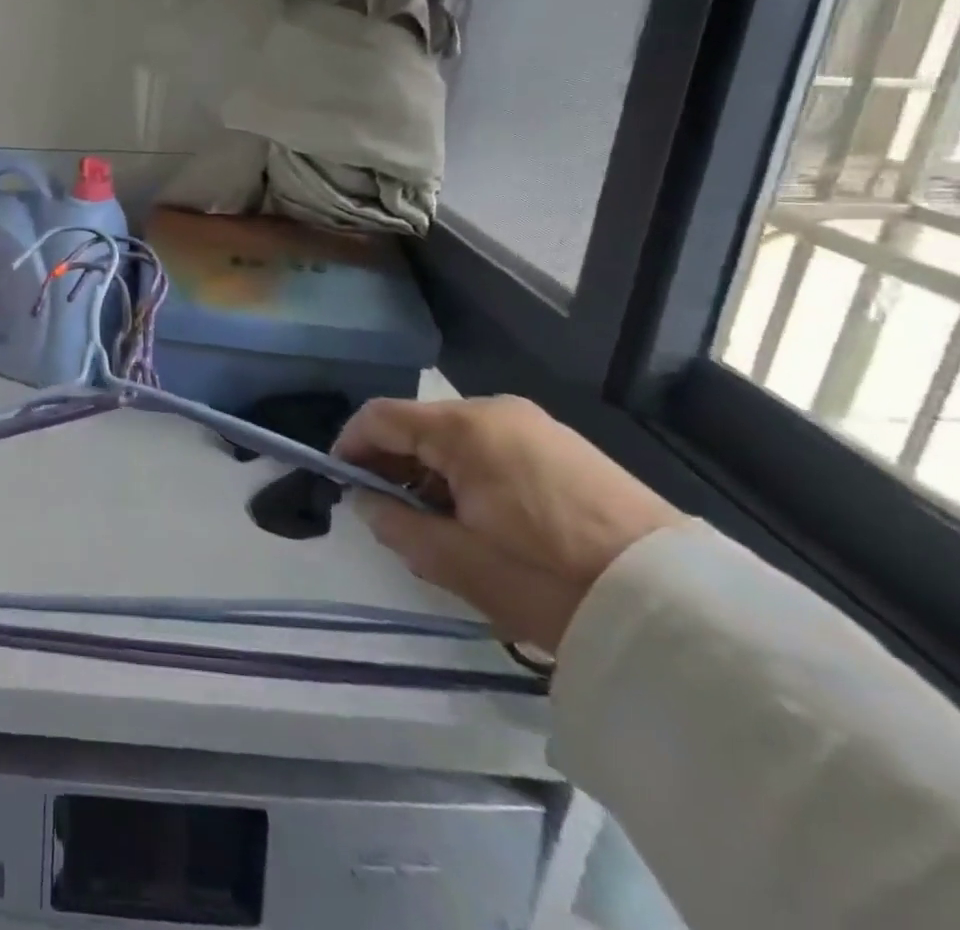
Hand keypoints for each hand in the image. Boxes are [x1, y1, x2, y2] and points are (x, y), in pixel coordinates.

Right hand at [336, 395, 685, 652]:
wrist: (680, 609)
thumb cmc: (550, 578)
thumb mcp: (457, 561)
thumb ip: (395, 525)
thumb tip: (366, 503)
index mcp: (463, 427)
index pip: (378, 417)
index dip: (350, 447)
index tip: (340, 485)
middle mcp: (496, 411)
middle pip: (417, 425)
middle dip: (392, 465)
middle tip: (387, 515)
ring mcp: (536, 426)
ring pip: (455, 439)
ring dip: (430, 473)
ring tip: (435, 525)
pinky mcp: (567, 449)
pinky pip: (493, 449)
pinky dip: (468, 475)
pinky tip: (480, 520)